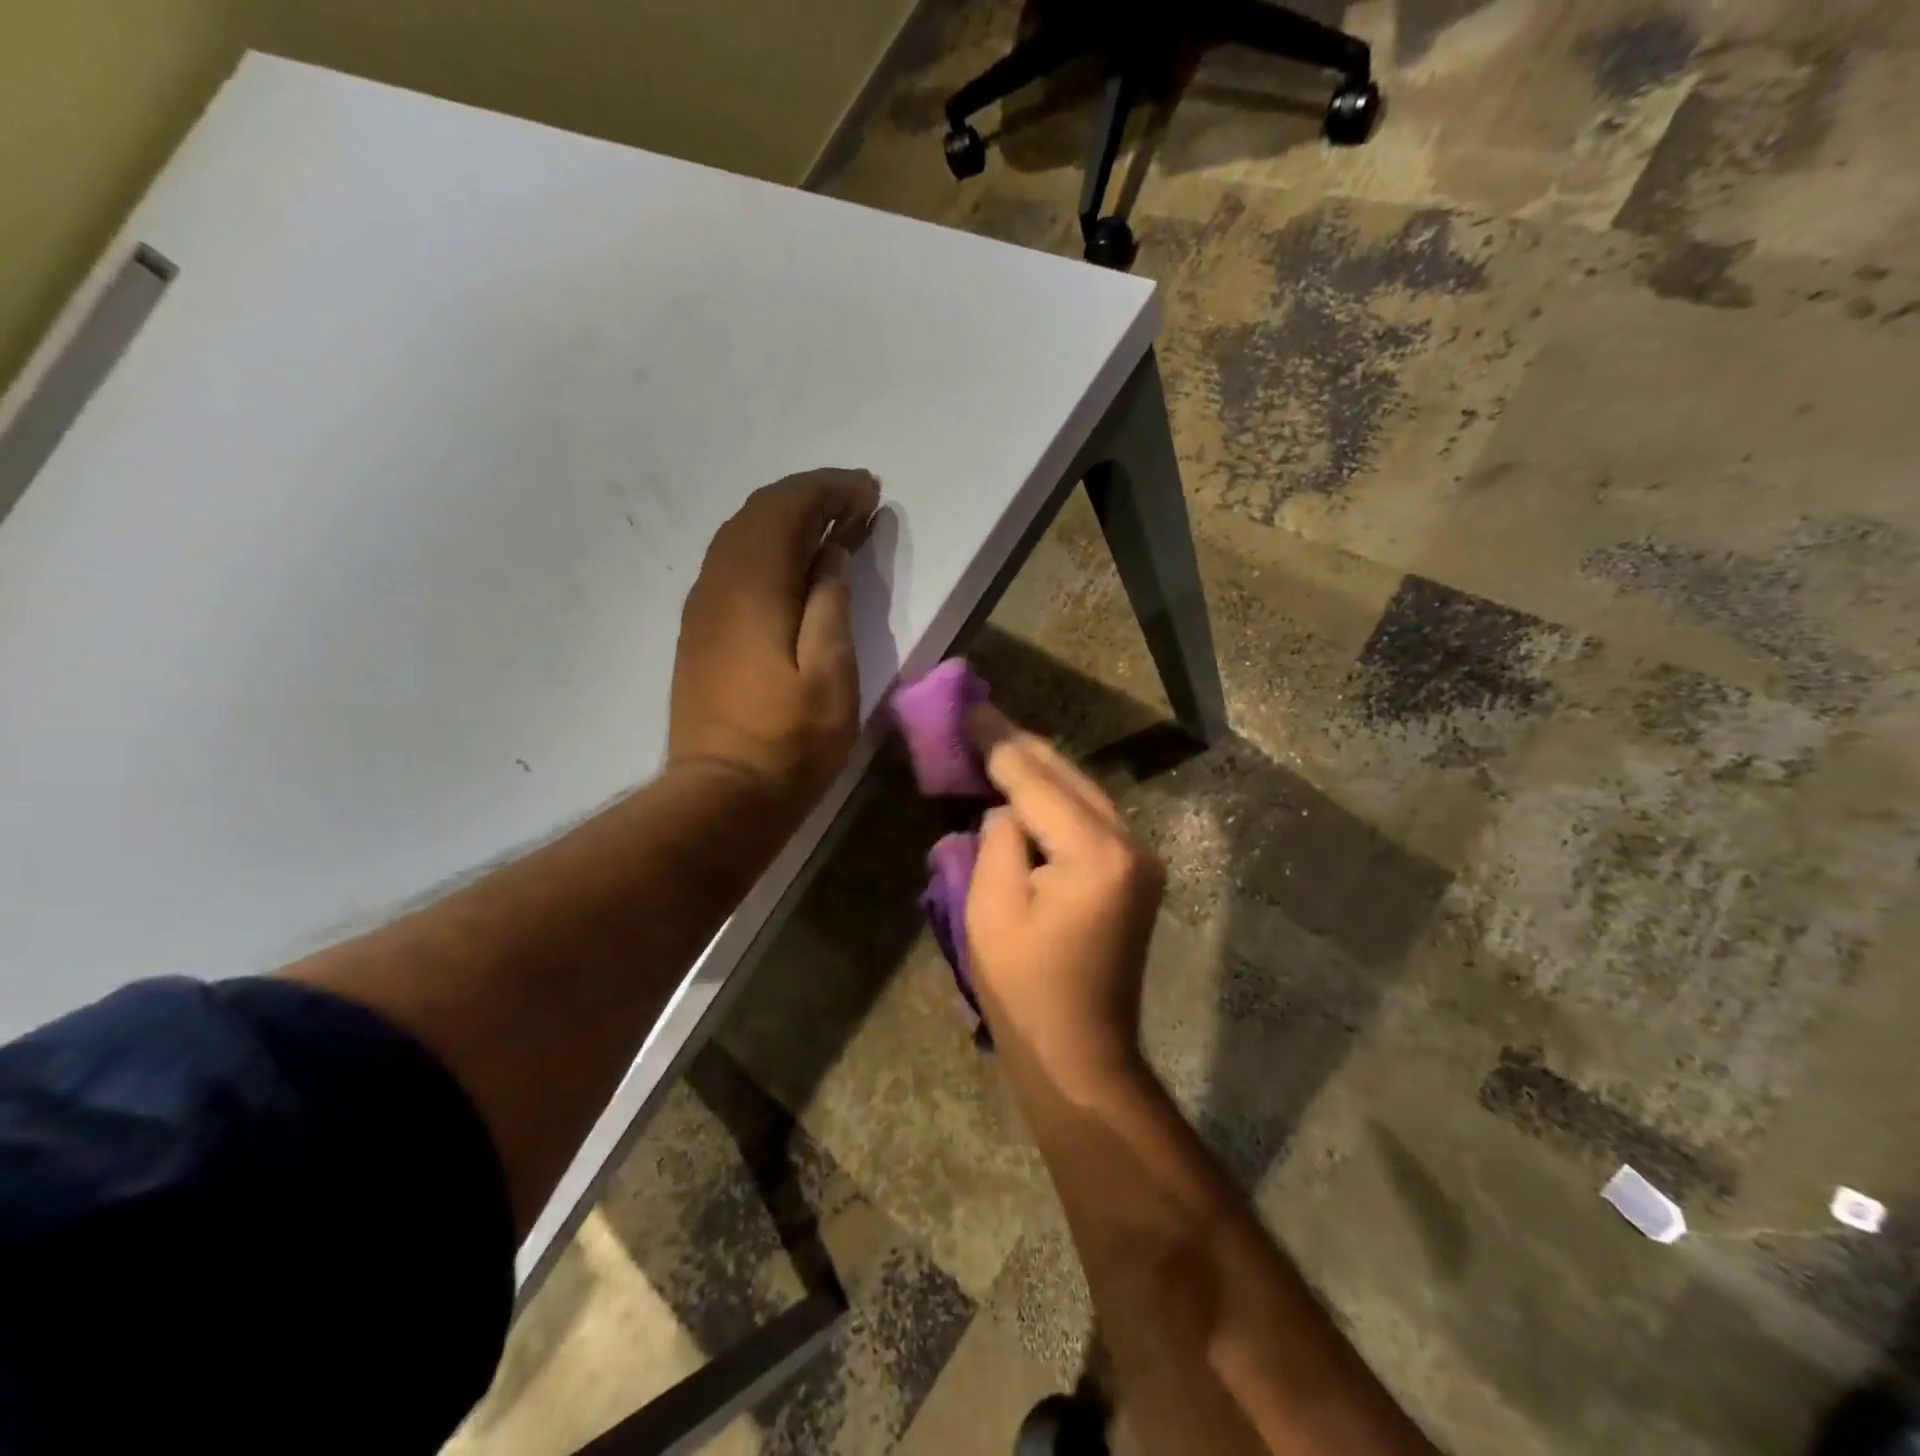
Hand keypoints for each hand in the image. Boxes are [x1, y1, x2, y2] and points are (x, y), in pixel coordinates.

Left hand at [669, 469, 879, 818]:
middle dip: (808, 497)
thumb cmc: (789, 742)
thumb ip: (831, 604)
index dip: (829, 490)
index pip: (785, 508)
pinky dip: (766, 549)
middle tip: (857, 502)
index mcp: (752, 587)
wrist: (722, 796)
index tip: (870, 491)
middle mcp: (717, 584)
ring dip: (786, 521)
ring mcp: (701, 609)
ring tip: (832, 528)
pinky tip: (793, 567)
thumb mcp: (831, 674)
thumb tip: (830, 553)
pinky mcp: (699, 633)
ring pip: (739, 537)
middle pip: (757, 514)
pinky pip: (730, 566)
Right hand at [966, 705, 1163, 1096]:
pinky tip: (1029, 787)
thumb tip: (1007, 809)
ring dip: (1040, 769)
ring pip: (1083, 792)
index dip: (997, 744)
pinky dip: (1057, 799)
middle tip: (979, 717)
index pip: (1036, 780)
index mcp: (1096, 851)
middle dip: (1020, 746)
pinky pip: (1090, 818)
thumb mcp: (991, 908)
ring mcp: (1139, 859)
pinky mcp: (1135, 875)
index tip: (968, 709)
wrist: (1080, 1054)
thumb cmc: (1025, 989)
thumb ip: (999, 839)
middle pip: (1068, 776)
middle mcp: (1130, 843)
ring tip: (997, 743)